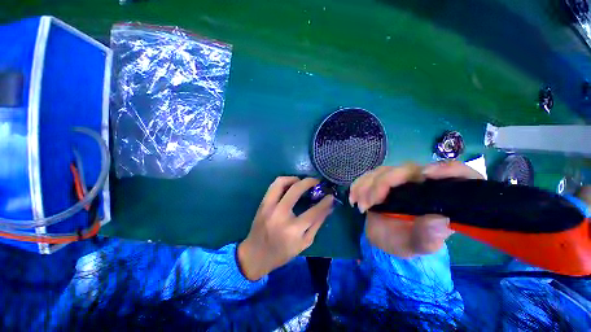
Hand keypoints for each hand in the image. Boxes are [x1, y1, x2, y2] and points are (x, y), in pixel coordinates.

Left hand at [238, 177, 333, 279]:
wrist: (255, 255)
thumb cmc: (282, 252)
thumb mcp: (304, 243)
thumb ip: (317, 224)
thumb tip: (329, 207)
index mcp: (293, 229)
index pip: (313, 211)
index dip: (325, 202)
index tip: (330, 195)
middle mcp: (280, 215)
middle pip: (296, 190)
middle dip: (309, 182)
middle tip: (316, 182)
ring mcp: (269, 207)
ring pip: (281, 182)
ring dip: (294, 178)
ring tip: (302, 182)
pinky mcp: (262, 203)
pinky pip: (274, 185)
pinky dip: (284, 181)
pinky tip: (290, 185)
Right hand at [349, 161, 483, 257]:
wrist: (385, 237)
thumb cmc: (405, 242)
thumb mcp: (418, 245)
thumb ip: (428, 237)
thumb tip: (439, 220)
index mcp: (440, 197)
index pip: (458, 174)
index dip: (448, 169)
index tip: (426, 175)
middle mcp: (421, 183)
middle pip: (407, 169)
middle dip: (383, 184)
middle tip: (368, 204)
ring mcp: (399, 179)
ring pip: (384, 170)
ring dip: (367, 185)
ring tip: (360, 205)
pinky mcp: (382, 180)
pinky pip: (369, 175)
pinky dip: (359, 184)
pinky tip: (353, 197)